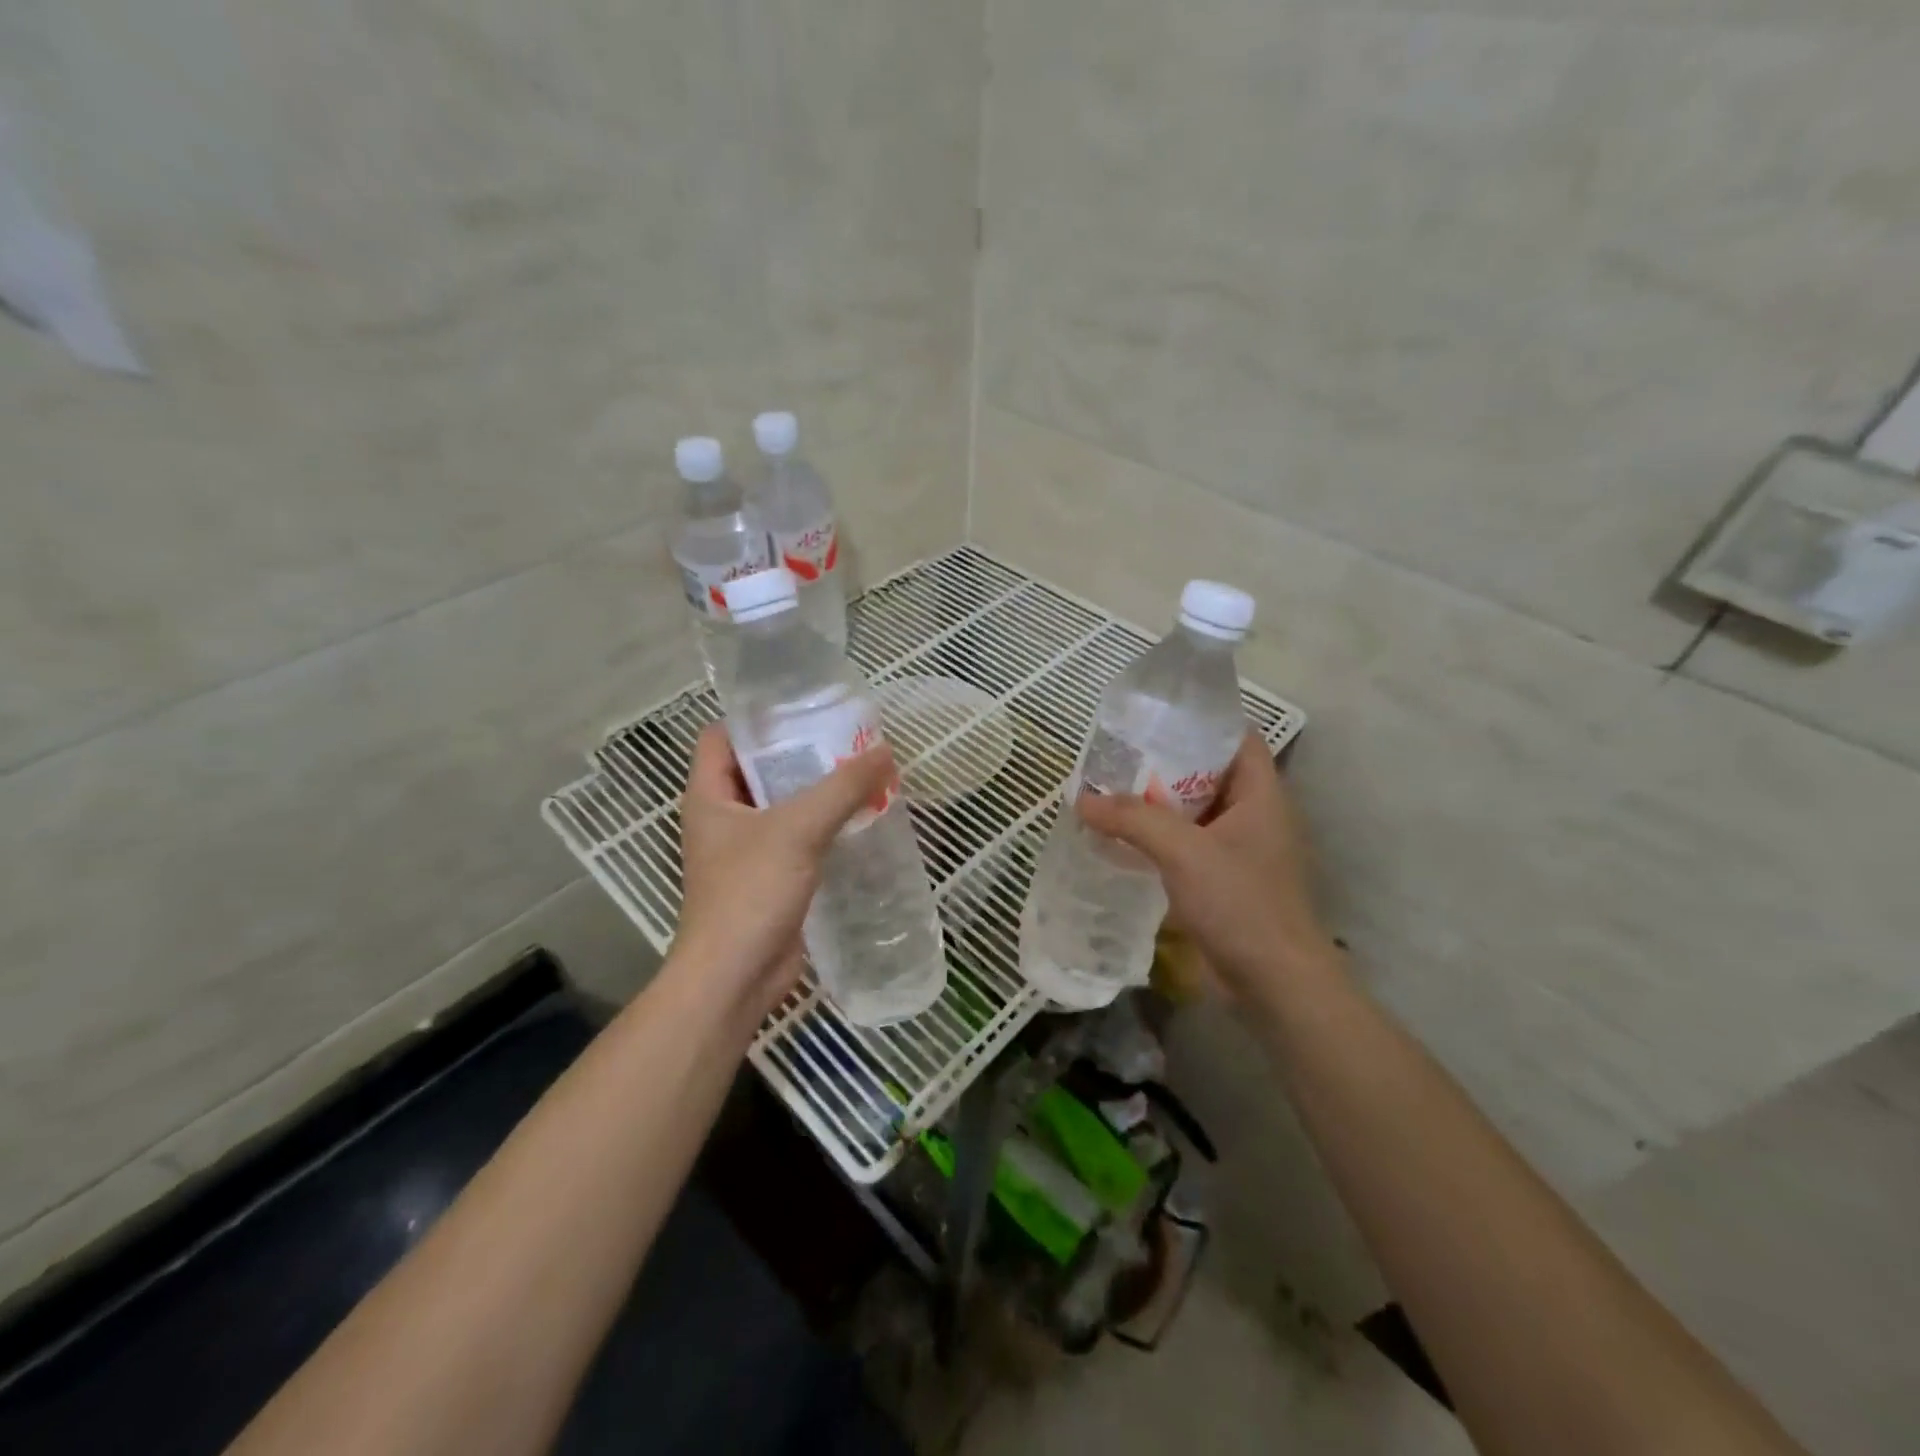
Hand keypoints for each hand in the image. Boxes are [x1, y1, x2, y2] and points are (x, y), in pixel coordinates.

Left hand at [673, 723, 896, 1020]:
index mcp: (709, 794)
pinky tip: (859, 819)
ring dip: (816, 792)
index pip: (722, 736)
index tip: (803, 708)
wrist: (735, 977)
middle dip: (800, 753)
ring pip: (782, 805)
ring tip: (861, 772)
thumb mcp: (798, 829)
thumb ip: (843, 788)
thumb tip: (884, 751)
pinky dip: (823, 826)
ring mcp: (745, 849)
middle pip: (759, 768)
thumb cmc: (751, 892)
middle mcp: (723, 817)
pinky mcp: (770, 877)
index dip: (756, 719)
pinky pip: (798, 838)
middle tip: (847, 737)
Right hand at [1078, 733, 1337, 1001]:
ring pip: (1194, 812)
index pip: (1236, 737)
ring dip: (1157, 804)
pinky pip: (1187, 845)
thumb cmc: (1241, 902)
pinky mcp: (1223, 881)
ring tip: (1110, 790)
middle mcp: (1254, 815)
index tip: (1155, 715)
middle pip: (1208, 772)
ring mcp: (1239, 850)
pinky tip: (1123, 838)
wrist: (1273, 982)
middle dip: (1165, 763)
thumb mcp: (1183, 851)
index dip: (1201, 720)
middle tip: (1117, 753)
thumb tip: (1082, 798)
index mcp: (1261, 794)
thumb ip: (1133, 819)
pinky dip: (1159, 838)